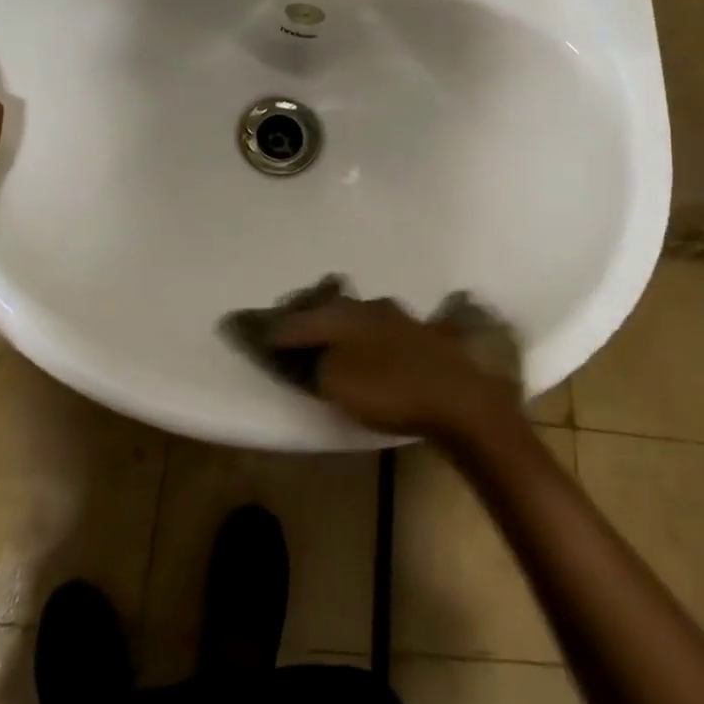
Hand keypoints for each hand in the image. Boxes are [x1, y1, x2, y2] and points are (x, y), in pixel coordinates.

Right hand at [269, 296, 521, 444]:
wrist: (460, 399)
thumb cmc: (390, 391)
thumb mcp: (336, 382)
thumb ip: (309, 362)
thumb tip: (288, 345)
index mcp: (343, 316)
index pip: (295, 319)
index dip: (269, 326)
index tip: (243, 327)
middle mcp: (367, 307)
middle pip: (326, 305)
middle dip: (304, 311)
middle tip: (286, 323)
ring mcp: (399, 318)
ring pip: (357, 312)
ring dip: (338, 320)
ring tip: (326, 332)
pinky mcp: (423, 336)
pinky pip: (382, 328)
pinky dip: (367, 333)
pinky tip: (373, 341)